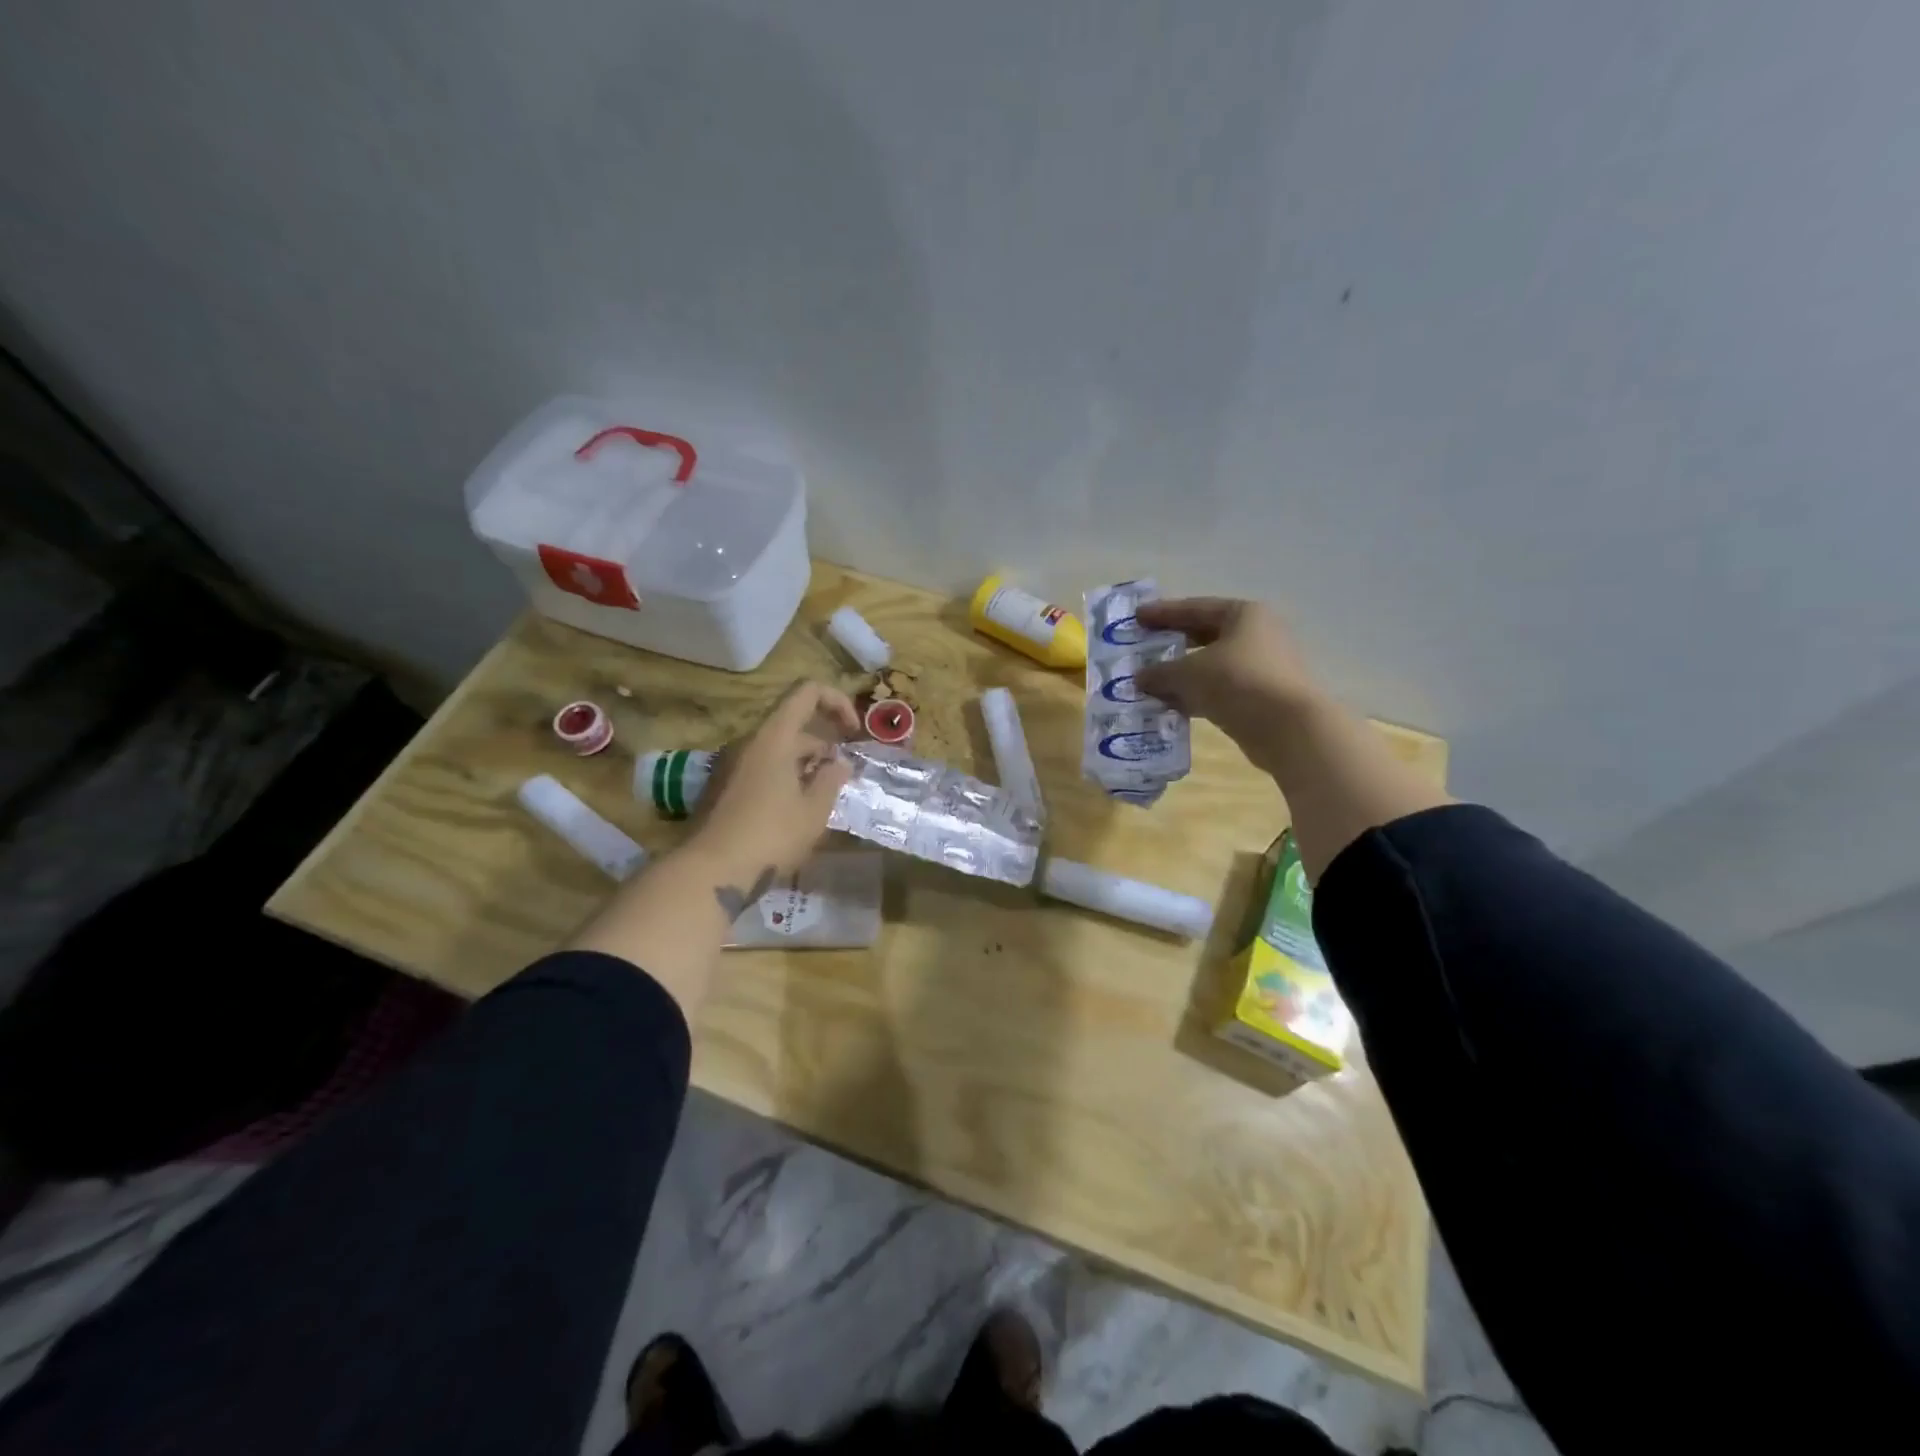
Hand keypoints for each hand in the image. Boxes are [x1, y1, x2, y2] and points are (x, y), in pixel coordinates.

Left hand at [686, 680, 859, 899]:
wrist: (709, 872)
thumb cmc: (770, 836)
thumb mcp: (814, 810)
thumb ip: (832, 779)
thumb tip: (840, 763)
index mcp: (774, 737)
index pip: (807, 692)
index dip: (836, 702)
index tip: (852, 734)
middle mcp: (749, 742)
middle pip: (793, 724)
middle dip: (823, 745)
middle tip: (841, 779)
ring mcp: (731, 764)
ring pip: (777, 749)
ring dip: (804, 764)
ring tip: (821, 799)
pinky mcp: (722, 787)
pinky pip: (761, 768)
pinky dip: (784, 777)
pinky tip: (794, 813)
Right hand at [1133, 598, 1321, 769]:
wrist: (1288, 728)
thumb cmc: (1238, 682)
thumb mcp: (1189, 673)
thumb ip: (1160, 672)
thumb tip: (1139, 677)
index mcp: (1243, 615)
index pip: (1195, 608)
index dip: (1163, 613)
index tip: (1137, 617)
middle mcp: (1257, 635)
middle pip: (1205, 636)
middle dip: (1172, 644)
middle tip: (1142, 649)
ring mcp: (1261, 668)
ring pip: (1211, 666)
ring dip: (1181, 675)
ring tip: (1150, 683)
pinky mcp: (1261, 698)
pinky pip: (1219, 690)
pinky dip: (1195, 695)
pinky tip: (1171, 706)